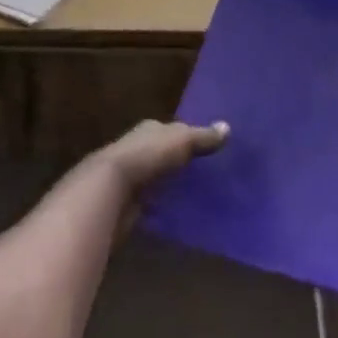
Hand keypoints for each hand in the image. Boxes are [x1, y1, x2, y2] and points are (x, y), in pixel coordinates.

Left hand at [94, 118, 229, 197]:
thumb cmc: (147, 156)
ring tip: (196, 192)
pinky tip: (177, 210)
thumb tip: (227, 127)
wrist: (110, 190)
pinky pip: (150, 201)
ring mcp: (130, 176)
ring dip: (170, 183)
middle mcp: (137, 148)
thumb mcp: (181, 141)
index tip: (208, 147)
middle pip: (163, 153)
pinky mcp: (127, 202)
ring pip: (156, 177)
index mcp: (149, 129)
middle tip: (206, 171)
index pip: (171, 130)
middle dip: (179, 161)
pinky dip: (161, 204)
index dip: (188, 136)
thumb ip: (203, 137)